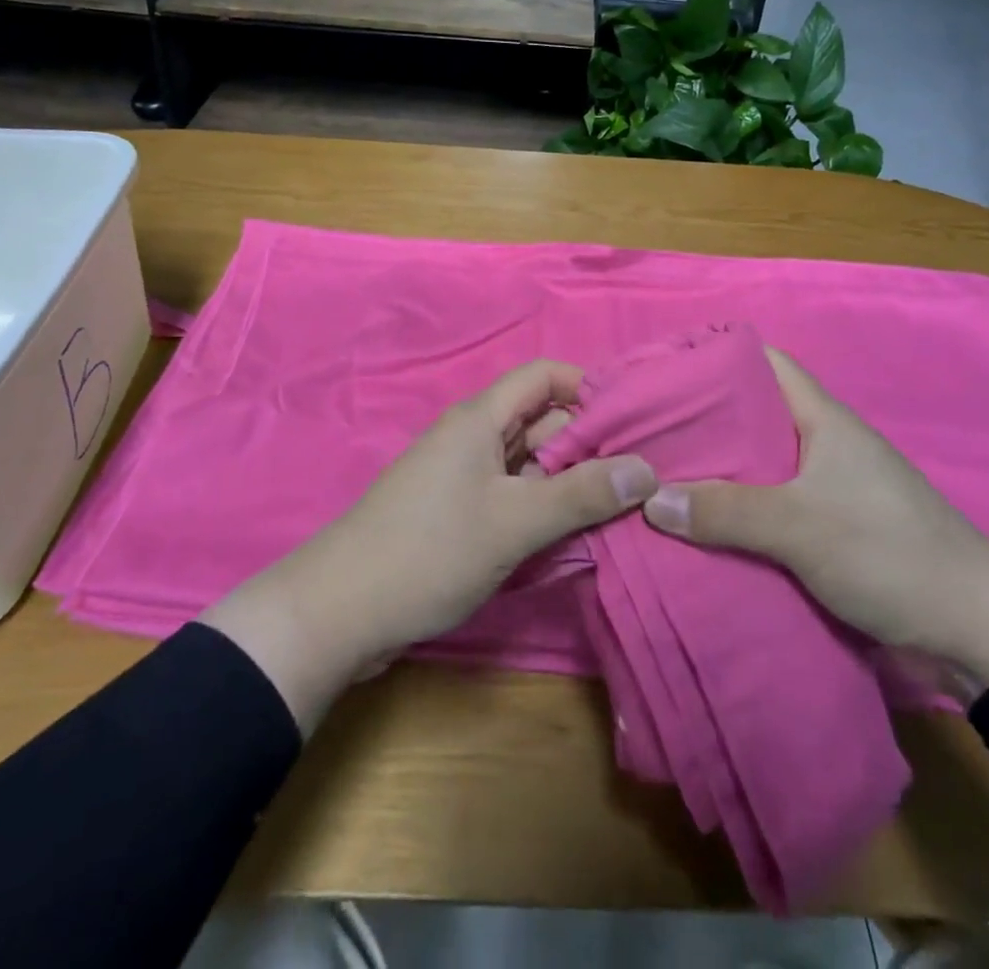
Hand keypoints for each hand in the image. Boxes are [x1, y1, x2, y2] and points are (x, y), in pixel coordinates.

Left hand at [202, 360, 656, 731]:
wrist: (340, 611)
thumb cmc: (430, 552)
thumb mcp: (515, 522)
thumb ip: (582, 494)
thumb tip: (648, 468)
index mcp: (481, 419)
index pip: (545, 377)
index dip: (588, 388)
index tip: (633, 422)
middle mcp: (474, 437)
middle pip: (543, 422)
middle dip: (589, 445)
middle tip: (641, 479)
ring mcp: (464, 477)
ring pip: (530, 464)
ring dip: (569, 483)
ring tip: (622, 511)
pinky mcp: (458, 513)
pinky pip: (513, 495)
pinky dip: (543, 509)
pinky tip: (575, 537)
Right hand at [641, 348, 988, 686]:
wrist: (977, 634)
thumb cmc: (890, 554)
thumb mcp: (801, 527)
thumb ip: (725, 511)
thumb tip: (650, 500)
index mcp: (823, 420)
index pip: (764, 363)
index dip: (715, 358)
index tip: (665, 372)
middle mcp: (823, 445)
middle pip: (752, 416)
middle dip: (702, 422)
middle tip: (647, 433)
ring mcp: (828, 489)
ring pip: (758, 466)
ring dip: (717, 474)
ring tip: (660, 479)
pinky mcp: (831, 530)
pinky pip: (770, 508)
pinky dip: (736, 513)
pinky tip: (700, 528)